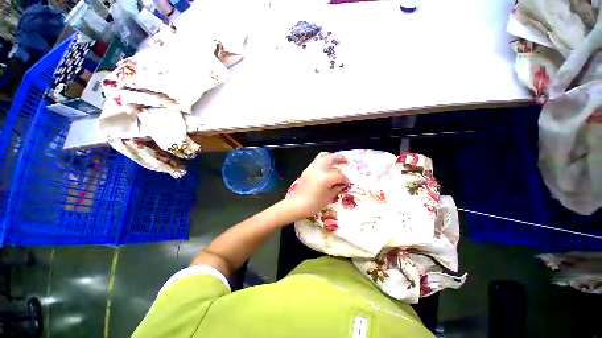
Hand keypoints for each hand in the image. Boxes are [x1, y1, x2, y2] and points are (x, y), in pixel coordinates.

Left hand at [287, 152, 349, 218]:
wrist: (298, 205)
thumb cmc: (314, 204)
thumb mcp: (329, 197)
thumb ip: (337, 188)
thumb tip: (342, 184)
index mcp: (325, 177)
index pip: (339, 175)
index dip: (345, 179)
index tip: (347, 182)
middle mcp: (318, 169)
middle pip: (331, 159)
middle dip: (339, 159)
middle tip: (346, 160)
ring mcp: (311, 168)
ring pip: (322, 156)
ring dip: (331, 157)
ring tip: (336, 159)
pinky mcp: (306, 170)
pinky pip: (316, 161)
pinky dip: (323, 160)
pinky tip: (326, 165)